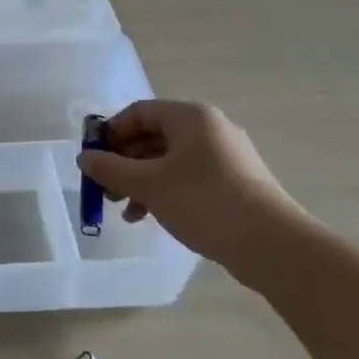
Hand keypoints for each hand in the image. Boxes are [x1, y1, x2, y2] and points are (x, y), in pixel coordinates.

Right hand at [77, 100, 305, 276]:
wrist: (273, 246)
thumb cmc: (204, 202)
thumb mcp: (148, 185)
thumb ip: (111, 169)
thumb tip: (85, 158)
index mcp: (190, 118)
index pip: (139, 112)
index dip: (111, 133)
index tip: (94, 159)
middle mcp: (209, 129)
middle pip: (153, 137)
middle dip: (124, 163)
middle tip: (105, 190)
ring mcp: (225, 157)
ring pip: (169, 161)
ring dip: (140, 182)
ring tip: (124, 210)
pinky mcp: (234, 184)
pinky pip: (187, 178)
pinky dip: (164, 192)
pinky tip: (150, 217)